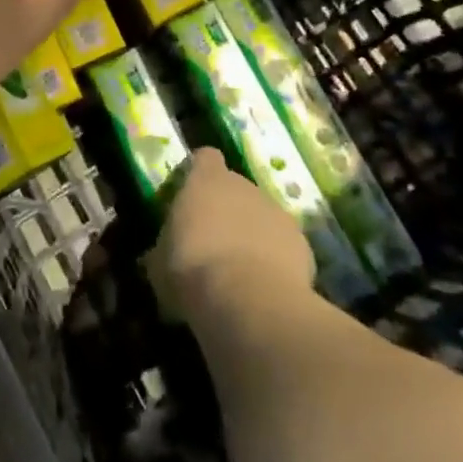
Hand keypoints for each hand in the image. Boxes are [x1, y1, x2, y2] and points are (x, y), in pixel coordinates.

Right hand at [150, 150, 315, 320]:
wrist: (250, 303)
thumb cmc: (193, 272)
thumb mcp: (159, 264)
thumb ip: (164, 248)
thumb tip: (161, 255)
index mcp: (206, 180)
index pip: (205, 158)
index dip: (198, 174)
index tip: (191, 197)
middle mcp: (244, 185)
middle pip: (235, 189)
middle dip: (226, 211)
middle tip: (212, 245)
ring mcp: (278, 212)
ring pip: (262, 217)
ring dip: (253, 235)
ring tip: (240, 273)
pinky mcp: (303, 244)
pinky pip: (284, 247)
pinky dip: (276, 262)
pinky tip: (264, 290)